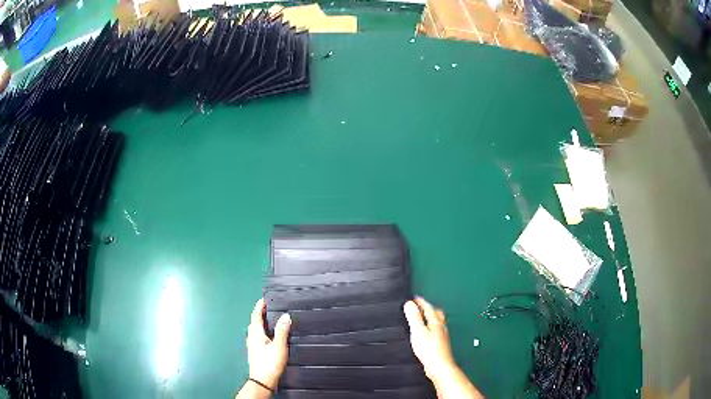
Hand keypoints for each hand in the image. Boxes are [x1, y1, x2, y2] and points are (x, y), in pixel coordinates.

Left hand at [246, 298, 290, 389]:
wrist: (262, 381)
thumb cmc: (269, 363)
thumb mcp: (279, 346)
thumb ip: (282, 331)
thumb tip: (285, 315)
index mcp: (256, 333)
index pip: (256, 315)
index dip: (259, 306)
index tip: (264, 299)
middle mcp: (252, 337)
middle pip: (254, 322)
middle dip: (260, 314)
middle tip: (269, 308)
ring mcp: (252, 345)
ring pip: (255, 330)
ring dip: (261, 323)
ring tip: (270, 321)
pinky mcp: (255, 352)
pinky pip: (257, 337)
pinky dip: (262, 332)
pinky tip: (268, 337)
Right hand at [403, 297, 455, 383]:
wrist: (439, 366)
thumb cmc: (430, 350)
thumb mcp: (418, 331)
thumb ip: (414, 317)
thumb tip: (409, 304)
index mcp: (436, 321)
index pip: (428, 307)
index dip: (421, 302)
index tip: (415, 298)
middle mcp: (441, 327)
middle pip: (436, 313)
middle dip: (428, 308)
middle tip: (421, 306)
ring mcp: (442, 336)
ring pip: (437, 322)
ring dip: (430, 318)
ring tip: (423, 318)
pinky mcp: (440, 344)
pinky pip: (436, 331)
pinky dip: (430, 328)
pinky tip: (427, 334)